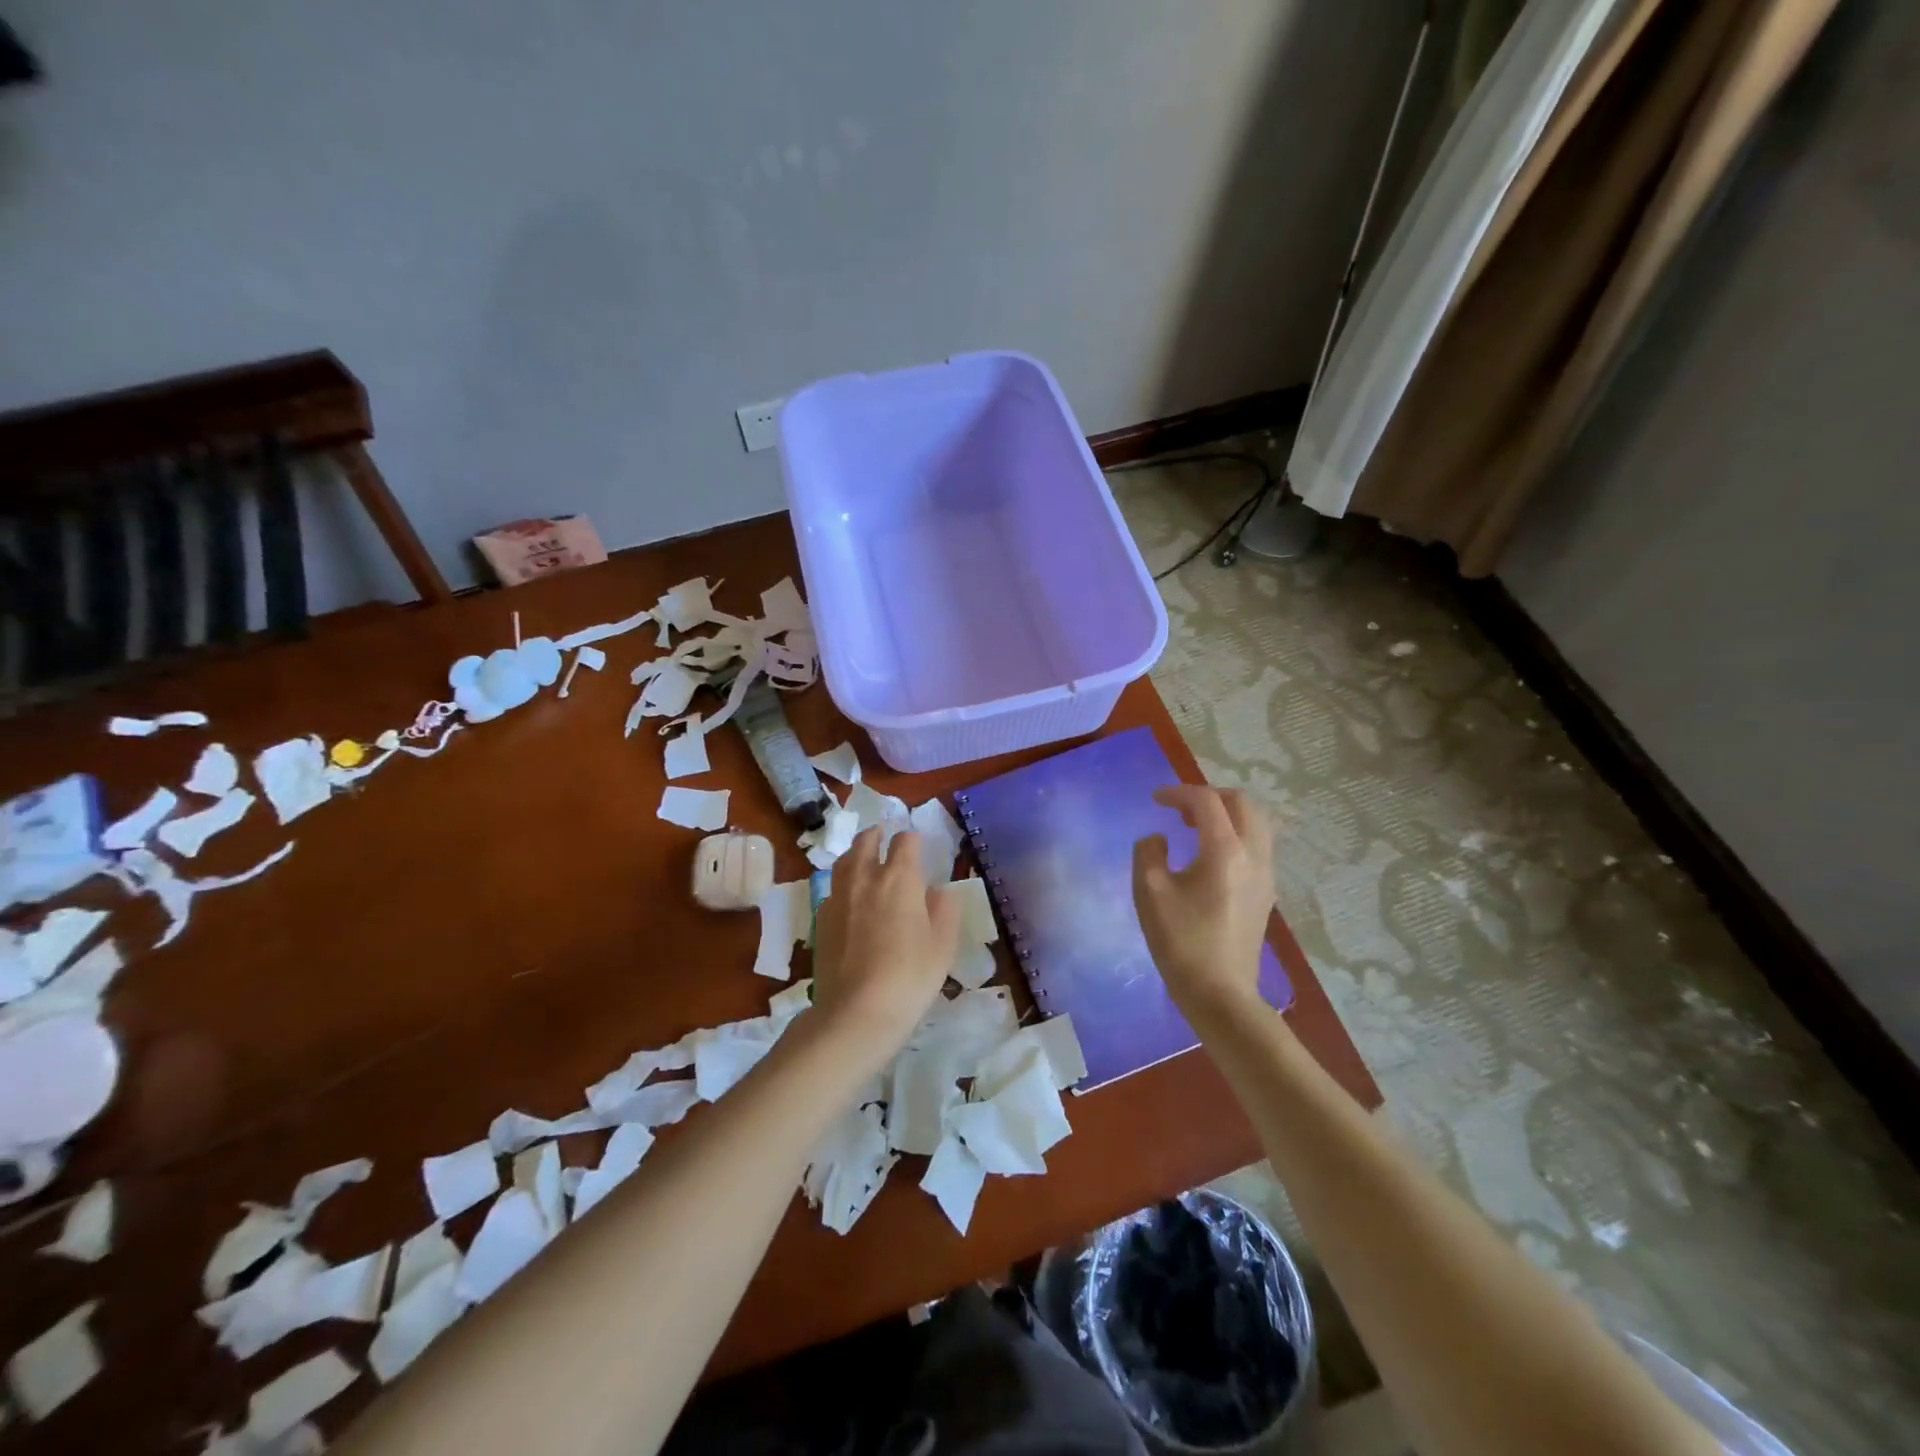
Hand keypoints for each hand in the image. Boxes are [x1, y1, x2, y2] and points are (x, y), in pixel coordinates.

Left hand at [811, 827, 959, 1059]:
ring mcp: (838, 898)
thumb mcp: (942, 946)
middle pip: (866, 841)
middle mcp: (865, 878)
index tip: (918, 845)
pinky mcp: (820, 920)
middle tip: (884, 837)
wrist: (856, 1012)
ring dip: (856, 854)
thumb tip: (939, 890)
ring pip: (844, 862)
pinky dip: (843, 884)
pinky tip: (850, 900)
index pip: (905, 841)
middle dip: (877, 835)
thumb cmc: (910, 977)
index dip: (913, 839)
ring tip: (864, 859)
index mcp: (899, 878)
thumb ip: (944, 910)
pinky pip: (832, 889)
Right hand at [1132, 786, 1275, 1022]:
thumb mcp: (1149, 893)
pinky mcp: (1266, 892)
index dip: (1179, 793)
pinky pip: (1257, 845)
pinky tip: (1209, 855)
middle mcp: (1253, 855)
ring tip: (1194, 828)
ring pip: (1256, 823)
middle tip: (1179, 809)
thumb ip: (1148, 853)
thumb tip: (1159, 839)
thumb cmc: (1181, 942)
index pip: (1207, 802)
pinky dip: (1235, 834)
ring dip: (1226, 814)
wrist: (1220, 994)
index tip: (1154, 800)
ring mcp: (1265, 875)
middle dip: (1209, 796)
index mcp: (1225, 851)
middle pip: (1242, 803)